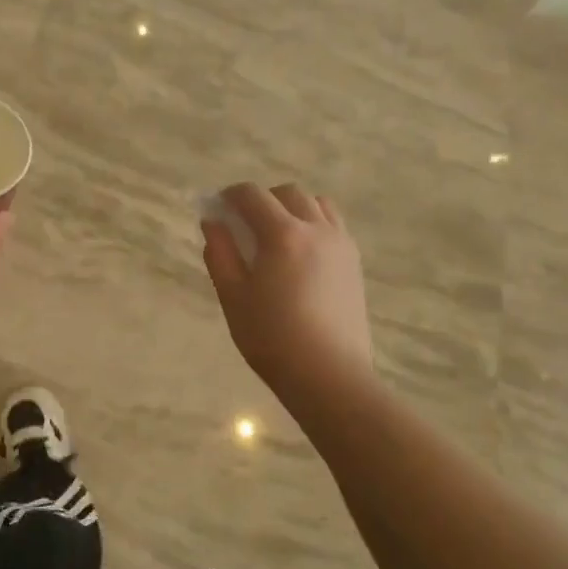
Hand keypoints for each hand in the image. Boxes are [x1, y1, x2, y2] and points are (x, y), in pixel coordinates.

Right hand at [202, 183, 371, 402]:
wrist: (329, 375)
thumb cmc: (271, 337)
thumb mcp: (233, 296)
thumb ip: (220, 253)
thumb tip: (213, 222)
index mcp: (282, 234)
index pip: (252, 195)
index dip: (230, 195)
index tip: (217, 208)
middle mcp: (316, 229)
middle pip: (288, 193)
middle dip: (262, 199)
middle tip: (245, 224)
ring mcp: (341, 244)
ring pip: (316, 204)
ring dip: (292, 207)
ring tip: (277, 234)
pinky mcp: (354, 262)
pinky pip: (334, 225)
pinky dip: (315, 223)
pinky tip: (302, 253)